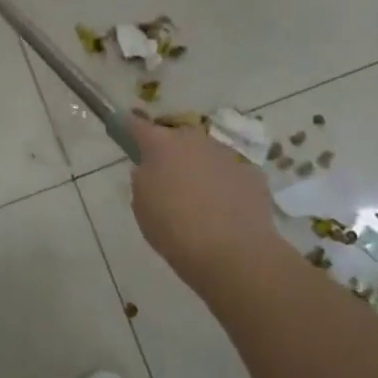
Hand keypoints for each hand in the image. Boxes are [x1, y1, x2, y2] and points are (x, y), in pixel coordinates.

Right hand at [128, 115, 279, 295]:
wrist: (232, 252)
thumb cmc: (174, 229)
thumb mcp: (142, 205)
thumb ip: (142, 179)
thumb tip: (151, 169)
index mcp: (161, 145)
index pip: (137, 125)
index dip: (129, 126)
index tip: (125, 128)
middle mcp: (194, 140)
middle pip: (177, 137)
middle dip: (170, 151)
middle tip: (167, 178)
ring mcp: (227, 153)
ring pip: (206, 153)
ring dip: (200, 167)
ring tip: (200, 199)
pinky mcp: (252, 172)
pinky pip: (230, 172)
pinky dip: (225, 183)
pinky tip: (225, 209)